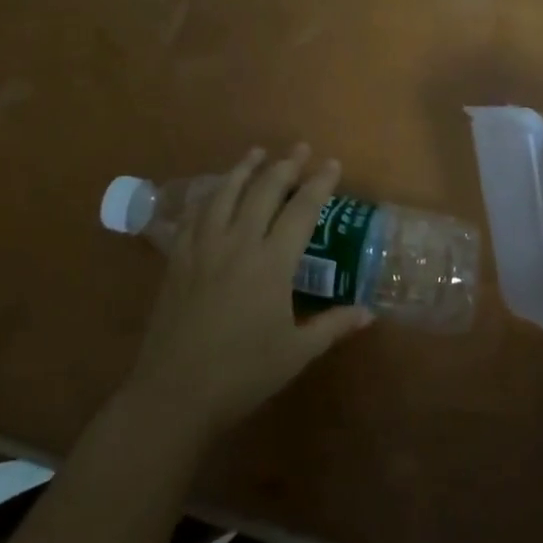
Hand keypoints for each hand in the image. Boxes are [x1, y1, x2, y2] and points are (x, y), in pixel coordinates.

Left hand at [124, 146, 370, 441]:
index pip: (302, 210)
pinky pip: (195, 215)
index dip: (319, 184)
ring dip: (244, 169)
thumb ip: (333, 326)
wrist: (174, 394)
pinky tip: (215, 191)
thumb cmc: (242, 374)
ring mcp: (204, 248)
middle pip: (264, 190)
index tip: (332, 163)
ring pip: (226, 194)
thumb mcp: (297, 352)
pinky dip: (209, 195)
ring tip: (256, 152)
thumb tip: (368, 313)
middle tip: (299, 148)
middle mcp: (239, 243)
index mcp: (272, 263)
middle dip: (285, 165)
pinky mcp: (178, 259)